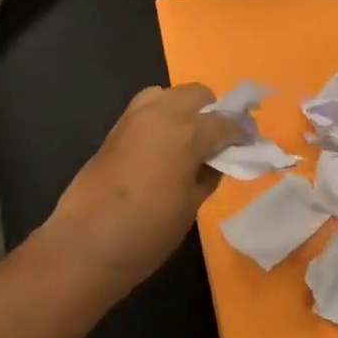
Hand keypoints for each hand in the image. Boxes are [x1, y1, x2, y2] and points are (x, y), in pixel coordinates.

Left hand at [41, 83, 246, 289]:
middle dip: (212, 111)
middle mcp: (161, 113)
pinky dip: (161, 119)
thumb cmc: (148, 230)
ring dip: (184, 110)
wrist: (86, 242)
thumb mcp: (191, 205)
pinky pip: (146, 110)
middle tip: (219, 141)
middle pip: (197, 94)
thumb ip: (207, 175)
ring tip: (189, 142)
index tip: (251, 145)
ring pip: (168, 95)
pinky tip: (164, 148)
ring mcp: (133, 117)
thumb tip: (214, 161)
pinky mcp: (114, 129)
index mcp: (187, 131)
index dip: (242, 134)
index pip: (225, 122)